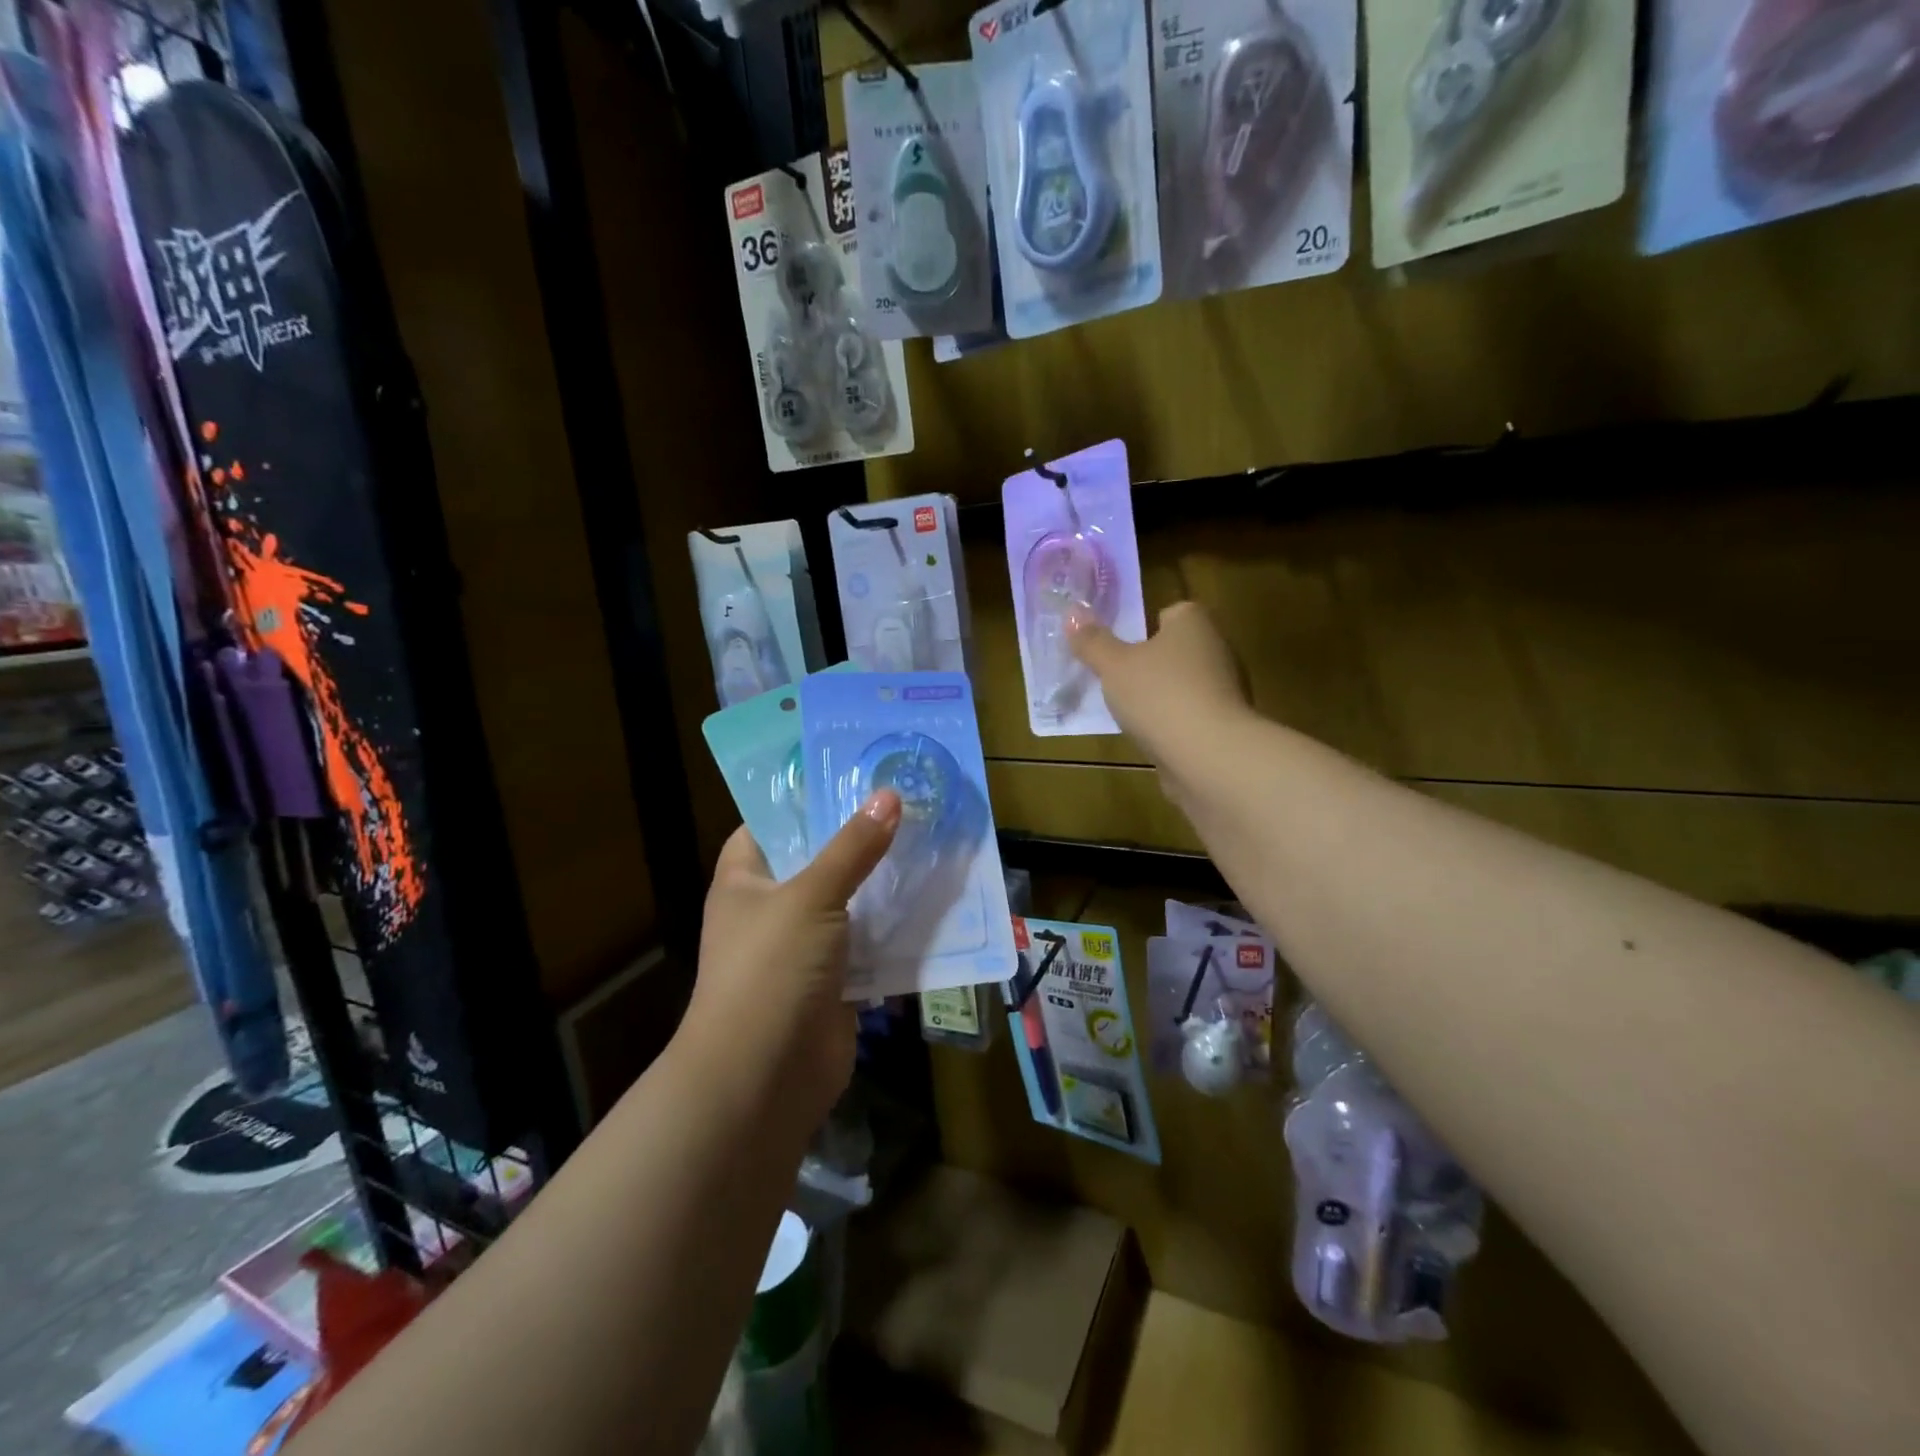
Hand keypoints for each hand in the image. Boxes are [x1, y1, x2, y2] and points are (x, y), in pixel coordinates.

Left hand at [685, 791, 901, 1129]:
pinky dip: (896, 928)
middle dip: (860, 838)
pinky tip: (935, 899)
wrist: (764, 1078)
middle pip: (819, 860)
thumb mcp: (811, 896)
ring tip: (931, 840)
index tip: (851, 773)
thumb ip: (853, 847)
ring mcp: (805, 947)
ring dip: (885, 882)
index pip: (770, 824)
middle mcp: (772, 908)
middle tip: (908, 801)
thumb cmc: (771, 970)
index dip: (805, 798)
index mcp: (746, 879)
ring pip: (851, 902)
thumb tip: (889, 796)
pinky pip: (870, 943)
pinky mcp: (835, 981)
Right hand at [1068, 601, 1250, 790]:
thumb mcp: (1113, 666)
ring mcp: (1225, 688)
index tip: (1122, 647)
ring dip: (1161, 695)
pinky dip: (1173, 722)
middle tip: (1117, 679)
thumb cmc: (1159, 695)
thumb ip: (1093, 642)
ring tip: (1130, 712)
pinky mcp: (1225, 723)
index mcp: (1194, 623)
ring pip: (1184, 683)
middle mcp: (1217, 647)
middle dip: (1150, 663)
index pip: (1172, 612)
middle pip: (1177, 649)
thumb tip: (1072, 613)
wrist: (1208, 755)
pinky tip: (1152, 736)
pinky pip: (1191, 713)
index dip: (1145, 626)